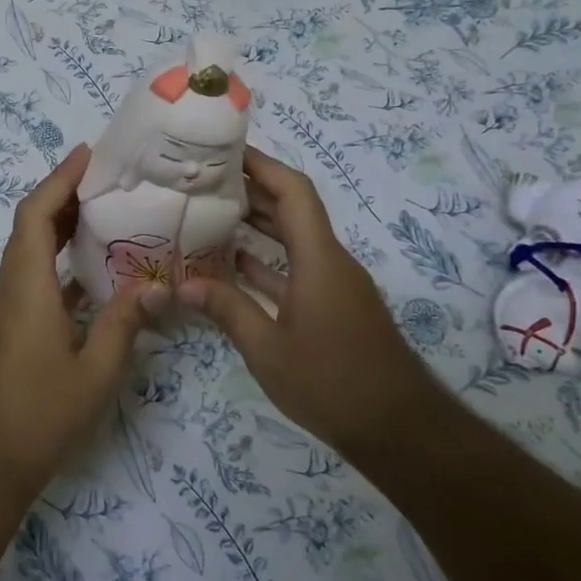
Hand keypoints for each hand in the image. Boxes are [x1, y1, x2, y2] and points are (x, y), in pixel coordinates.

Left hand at [0, 145, 161, 501]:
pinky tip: (92, 273)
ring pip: (30, 251)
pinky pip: (33, 277)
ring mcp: (6, 309)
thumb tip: (157, 286)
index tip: (88, 155)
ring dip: (60, 227)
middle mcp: (11, 287)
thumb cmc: (39, 414)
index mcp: (27, 286)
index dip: (60, 179)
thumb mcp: (95, 371)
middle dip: (64, 195)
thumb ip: (125, 324)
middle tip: (108, 180)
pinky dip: (58, 262)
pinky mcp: (9, 328)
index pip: (36, 214)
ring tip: (106, 215)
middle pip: (31, 225)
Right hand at [177, 146, 434, 452]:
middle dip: (252, 188)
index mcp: (319, 259)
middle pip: (292, 208)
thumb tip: (183, 284)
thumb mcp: (268, 350)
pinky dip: (268, 259)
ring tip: (211, 211)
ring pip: (294, 238)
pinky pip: (297, 266)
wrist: (398, 429)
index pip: (293, 191)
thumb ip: (227, 310)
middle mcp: (330, 261)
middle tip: (204, 178)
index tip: (224, 150)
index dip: (261, 164)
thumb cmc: (331, 383)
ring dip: (258, 222)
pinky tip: (234, 263)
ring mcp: (334, 283)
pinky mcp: (334, 305)